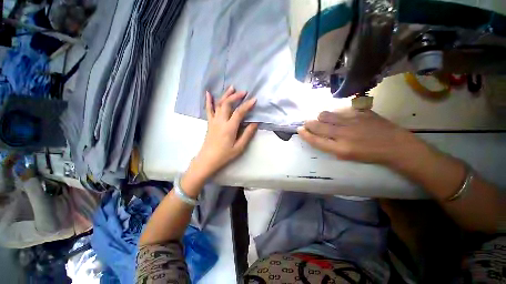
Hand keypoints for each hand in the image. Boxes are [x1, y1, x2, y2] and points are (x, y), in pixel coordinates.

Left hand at [190, 86, 257, 179]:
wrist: (208, 160)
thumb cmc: (225, 155)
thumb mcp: (239, 147)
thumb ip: (247, 134)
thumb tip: (255, 123)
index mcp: (229, 128)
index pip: (239, 112)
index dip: (247, 105)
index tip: (254, 100)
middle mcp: (221, 121)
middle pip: (227, 104)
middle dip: (236, 96)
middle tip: (244, 92)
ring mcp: (213, 121)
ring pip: (219, 104)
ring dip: (225, 95)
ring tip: (232, 87)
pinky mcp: (210, 123)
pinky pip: (209, 110)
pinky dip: (209, 101)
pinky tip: (208, 93)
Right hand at [297, 109, 432, 169]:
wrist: (395, 146)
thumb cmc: (368, 154)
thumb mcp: (346, 156)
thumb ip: (330, 146)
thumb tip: (319, 135)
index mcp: (340, 148)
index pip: (315, 140)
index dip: (305, 134)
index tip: (299, 130)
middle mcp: (343, 134)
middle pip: (318, 126)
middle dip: (309, 124)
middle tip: (307, 123)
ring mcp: (352, 121)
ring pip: (327, 115)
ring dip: (321, 117)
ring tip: (322, 118)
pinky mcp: (361, 112)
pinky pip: (341, 109)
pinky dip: (336, 112)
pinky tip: (338, 115)